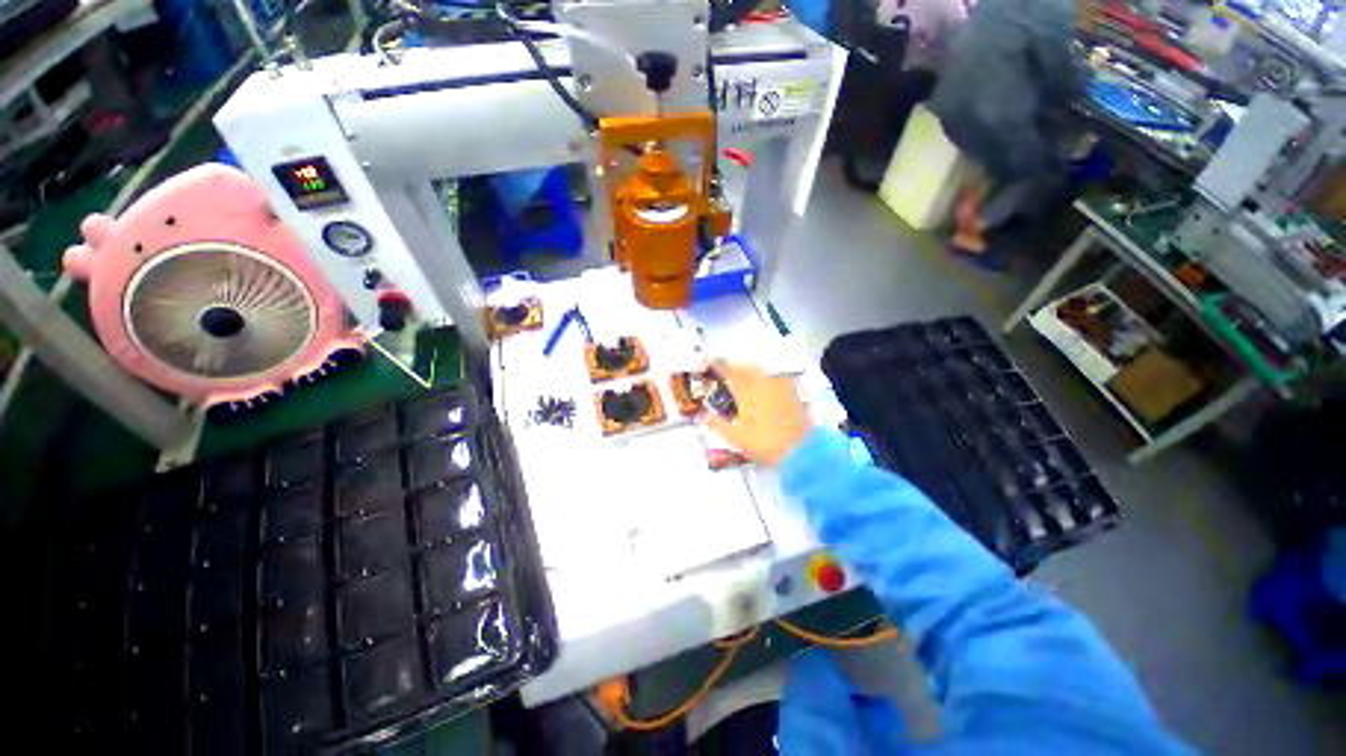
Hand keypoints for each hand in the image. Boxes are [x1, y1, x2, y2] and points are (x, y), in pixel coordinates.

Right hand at [701, 361, 810, 464]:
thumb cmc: (765, 443)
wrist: (801, 449)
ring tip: (743, 374)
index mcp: (746, 392)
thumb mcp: (736, 438)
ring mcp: (778, 385)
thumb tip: (702, 416)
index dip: (720, 367)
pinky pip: (774, 375)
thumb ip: (718, 425)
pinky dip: (765, 375)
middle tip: (726, 369)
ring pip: (760, 370)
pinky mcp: (791, 390)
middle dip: (734, 366)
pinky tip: (763, 382)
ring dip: (749, 369)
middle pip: (745, 368)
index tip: (712, 362)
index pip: (730, 373)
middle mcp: (762, 383)